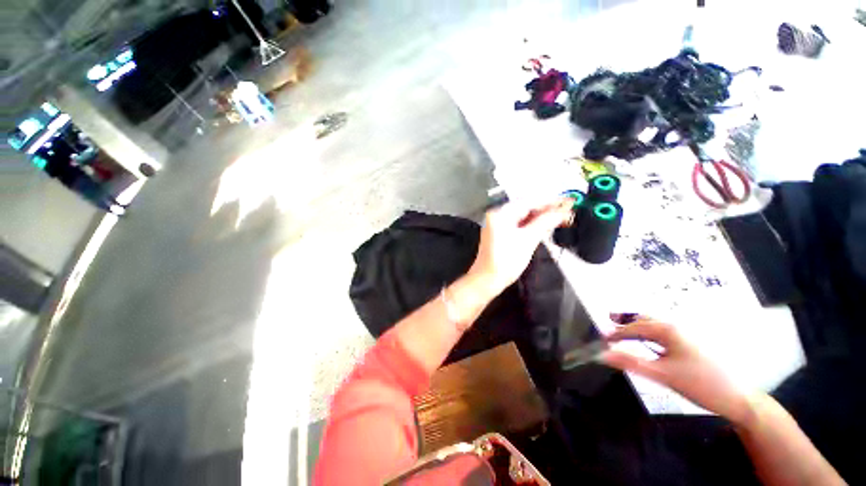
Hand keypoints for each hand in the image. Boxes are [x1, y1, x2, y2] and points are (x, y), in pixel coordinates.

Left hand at [468, 199, 571, 297]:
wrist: (488, 280)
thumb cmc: (506, 261)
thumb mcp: (528, 239)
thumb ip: (545, 222)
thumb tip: (563, 210)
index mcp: (500, 213)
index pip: (529, 201)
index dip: (550, 201)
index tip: (569, 200)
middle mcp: (498, 215)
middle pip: (526, 207)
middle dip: (547, 208)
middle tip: (569, 209)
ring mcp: (499, 224)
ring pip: (524, 216)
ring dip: (542, 216)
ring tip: (562, 216)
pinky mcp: (502, 233)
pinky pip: (520, 224)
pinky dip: (533, 224)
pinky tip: (547, 224)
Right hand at [601, 318, 752, 425]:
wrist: (738, 398)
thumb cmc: (700, 384)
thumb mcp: (663, 375)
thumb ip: (630, 363)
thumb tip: (601, 354)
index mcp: (668, 330)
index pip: (634, 327)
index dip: (616, 333)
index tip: (602, 340)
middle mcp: (676, 327)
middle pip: (644, 319)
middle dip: (625, 322)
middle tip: (610, 328)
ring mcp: (686, 335)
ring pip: (655, 325)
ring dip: (638, 328)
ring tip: (625, 334)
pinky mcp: (692, 345)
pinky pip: (664, 334)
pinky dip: (650, 336)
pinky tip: (649, 345)